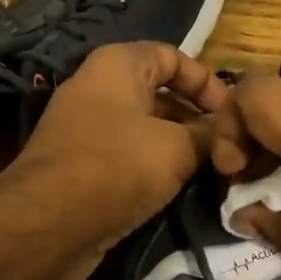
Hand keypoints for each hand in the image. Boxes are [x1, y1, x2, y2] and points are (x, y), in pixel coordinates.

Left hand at [1, 42, 227, 273]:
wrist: (48, 224)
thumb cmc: (117, 166)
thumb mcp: (176, 148)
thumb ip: (208, 135)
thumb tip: (228, 133)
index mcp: (118, 65)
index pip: (173, 56)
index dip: (207, 81)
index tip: (232, 114)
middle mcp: (98, 88)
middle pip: (159, 93)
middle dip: (195, 118)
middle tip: (227, 146)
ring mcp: (85, 128)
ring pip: (144, 128)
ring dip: (177, 146)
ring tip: (211, 170)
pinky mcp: (80, 165)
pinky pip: (126, 156)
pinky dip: (152, 167)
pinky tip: (178, 189)